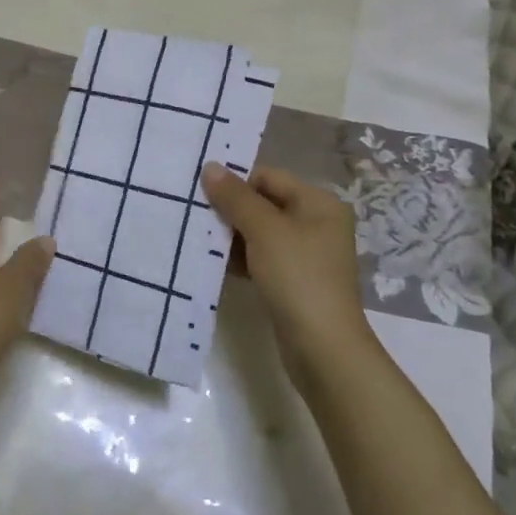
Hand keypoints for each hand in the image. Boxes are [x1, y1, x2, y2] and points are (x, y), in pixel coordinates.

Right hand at [202, 163, 370, 383]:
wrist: (322, 348)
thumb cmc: (298, 277)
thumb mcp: (264, 231)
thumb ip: (236, 197)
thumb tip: (210, 166)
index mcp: (319, 203)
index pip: (269, 177)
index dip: (235, 181)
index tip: (199, 189)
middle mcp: (317, 224)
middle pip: (264, 204)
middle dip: (230, 209)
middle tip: (193, 212)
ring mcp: (306, 255)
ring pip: (260, 233)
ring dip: (231, 235)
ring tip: (197, 236)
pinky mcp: (294, 281)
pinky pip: (261, 258)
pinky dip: (240, 258)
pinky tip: (214, 262)